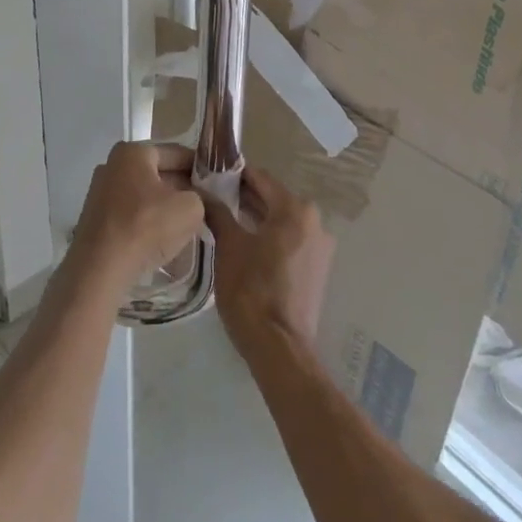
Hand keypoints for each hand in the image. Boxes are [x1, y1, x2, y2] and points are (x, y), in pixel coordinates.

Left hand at [71, 142, 206, 289]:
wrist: (99, 270)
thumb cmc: (146, 227)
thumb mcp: (190, 208)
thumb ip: (201, 197)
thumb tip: (198, 199)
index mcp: (133, 152)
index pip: (177, 153)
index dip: (200, 168)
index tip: (217, 184)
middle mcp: (112, 165)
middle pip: (159, 173)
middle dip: (183, 189)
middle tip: (206, 206)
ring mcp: (100, 192)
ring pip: (145, 195)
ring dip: (165, 208)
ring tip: (187, 226)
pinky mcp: (96, 219)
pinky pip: (131, 214)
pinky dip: (147, 223)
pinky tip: (162, 240)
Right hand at [204, 165, 334, 363]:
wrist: (279, 348)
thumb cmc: (251, 290)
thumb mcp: (229, 246)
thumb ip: (217, 212)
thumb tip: (201, 191)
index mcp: (295, 209)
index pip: (260, 178)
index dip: (234, 174)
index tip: (210, 173)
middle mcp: (314, 221)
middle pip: (273, 198)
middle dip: (244, 196)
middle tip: (212, 196)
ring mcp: (320, 246)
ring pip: (282, 220)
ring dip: (256, 217)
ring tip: (224, 218)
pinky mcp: (317, 268)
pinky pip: (290, 240)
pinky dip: (270, 236)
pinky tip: (245, 243)